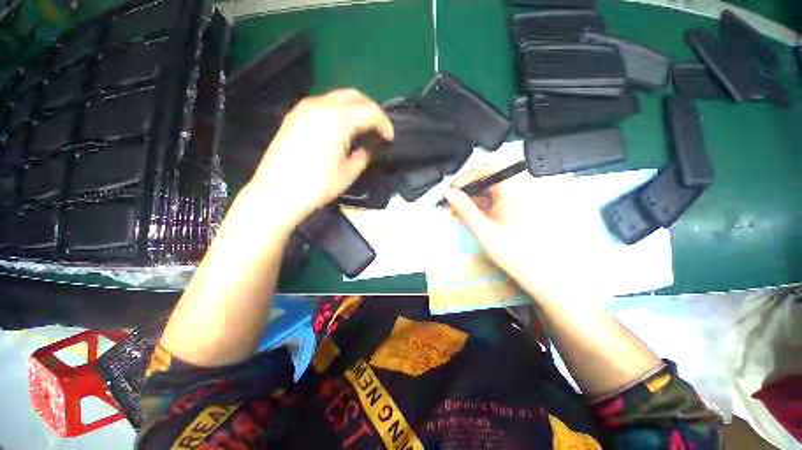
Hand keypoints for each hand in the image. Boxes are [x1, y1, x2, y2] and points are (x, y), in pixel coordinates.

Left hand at [246, 89, 393, 226]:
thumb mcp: (347, 174)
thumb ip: (361, 158)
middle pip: (353, 96)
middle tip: (378, 128)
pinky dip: (337, 112)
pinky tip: (339, 130)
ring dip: (354, 109)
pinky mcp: (294, 116)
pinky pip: (322, 105)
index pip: (369, 112)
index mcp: (337, 119)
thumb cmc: (316, 185)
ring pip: (337, 98)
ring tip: (361, 129)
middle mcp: (320, 105)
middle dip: (370, 109)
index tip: (390, 137)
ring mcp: (304, 109)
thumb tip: (364, 151)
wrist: (277, 192)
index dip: (384, 123)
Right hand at [445, 178, 591, 300]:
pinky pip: (491, 205)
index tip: (449, 192)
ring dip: (468, 204)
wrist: (540, 274)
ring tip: (452, 215)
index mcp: (512, 189)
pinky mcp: (512, 212)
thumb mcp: (483, 229)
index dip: (464, 180)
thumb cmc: (513, 251)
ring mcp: (514, 202)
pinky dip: (477, 210)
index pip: (485, 171)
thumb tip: (448, 193)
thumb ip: (464, 209)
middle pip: (484, 184)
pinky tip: (464, 219)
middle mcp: (515, 191)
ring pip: (486, 195)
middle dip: (463, 195)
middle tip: (447, 207)